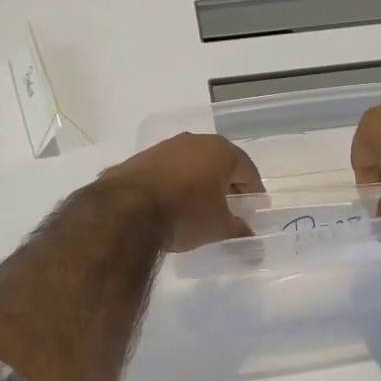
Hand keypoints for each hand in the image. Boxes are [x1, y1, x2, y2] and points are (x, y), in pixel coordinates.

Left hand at [96, 133, 264, 251]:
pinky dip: (174, 182)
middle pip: (219, 162)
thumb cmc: (186, 213)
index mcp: (221, 151)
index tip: (253, 208)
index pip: (247, 170)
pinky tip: (170, 202)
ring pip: (191, 163)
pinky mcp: (141, 157)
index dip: (253, 191)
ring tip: (198, 205)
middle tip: (229, 206)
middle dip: (226, 183)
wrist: (126, 209)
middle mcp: (195, 141)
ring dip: (198, 181)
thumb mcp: (218, 227)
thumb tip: (252, 239)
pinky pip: (167, 170)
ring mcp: (165, 146)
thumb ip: (238, 230)